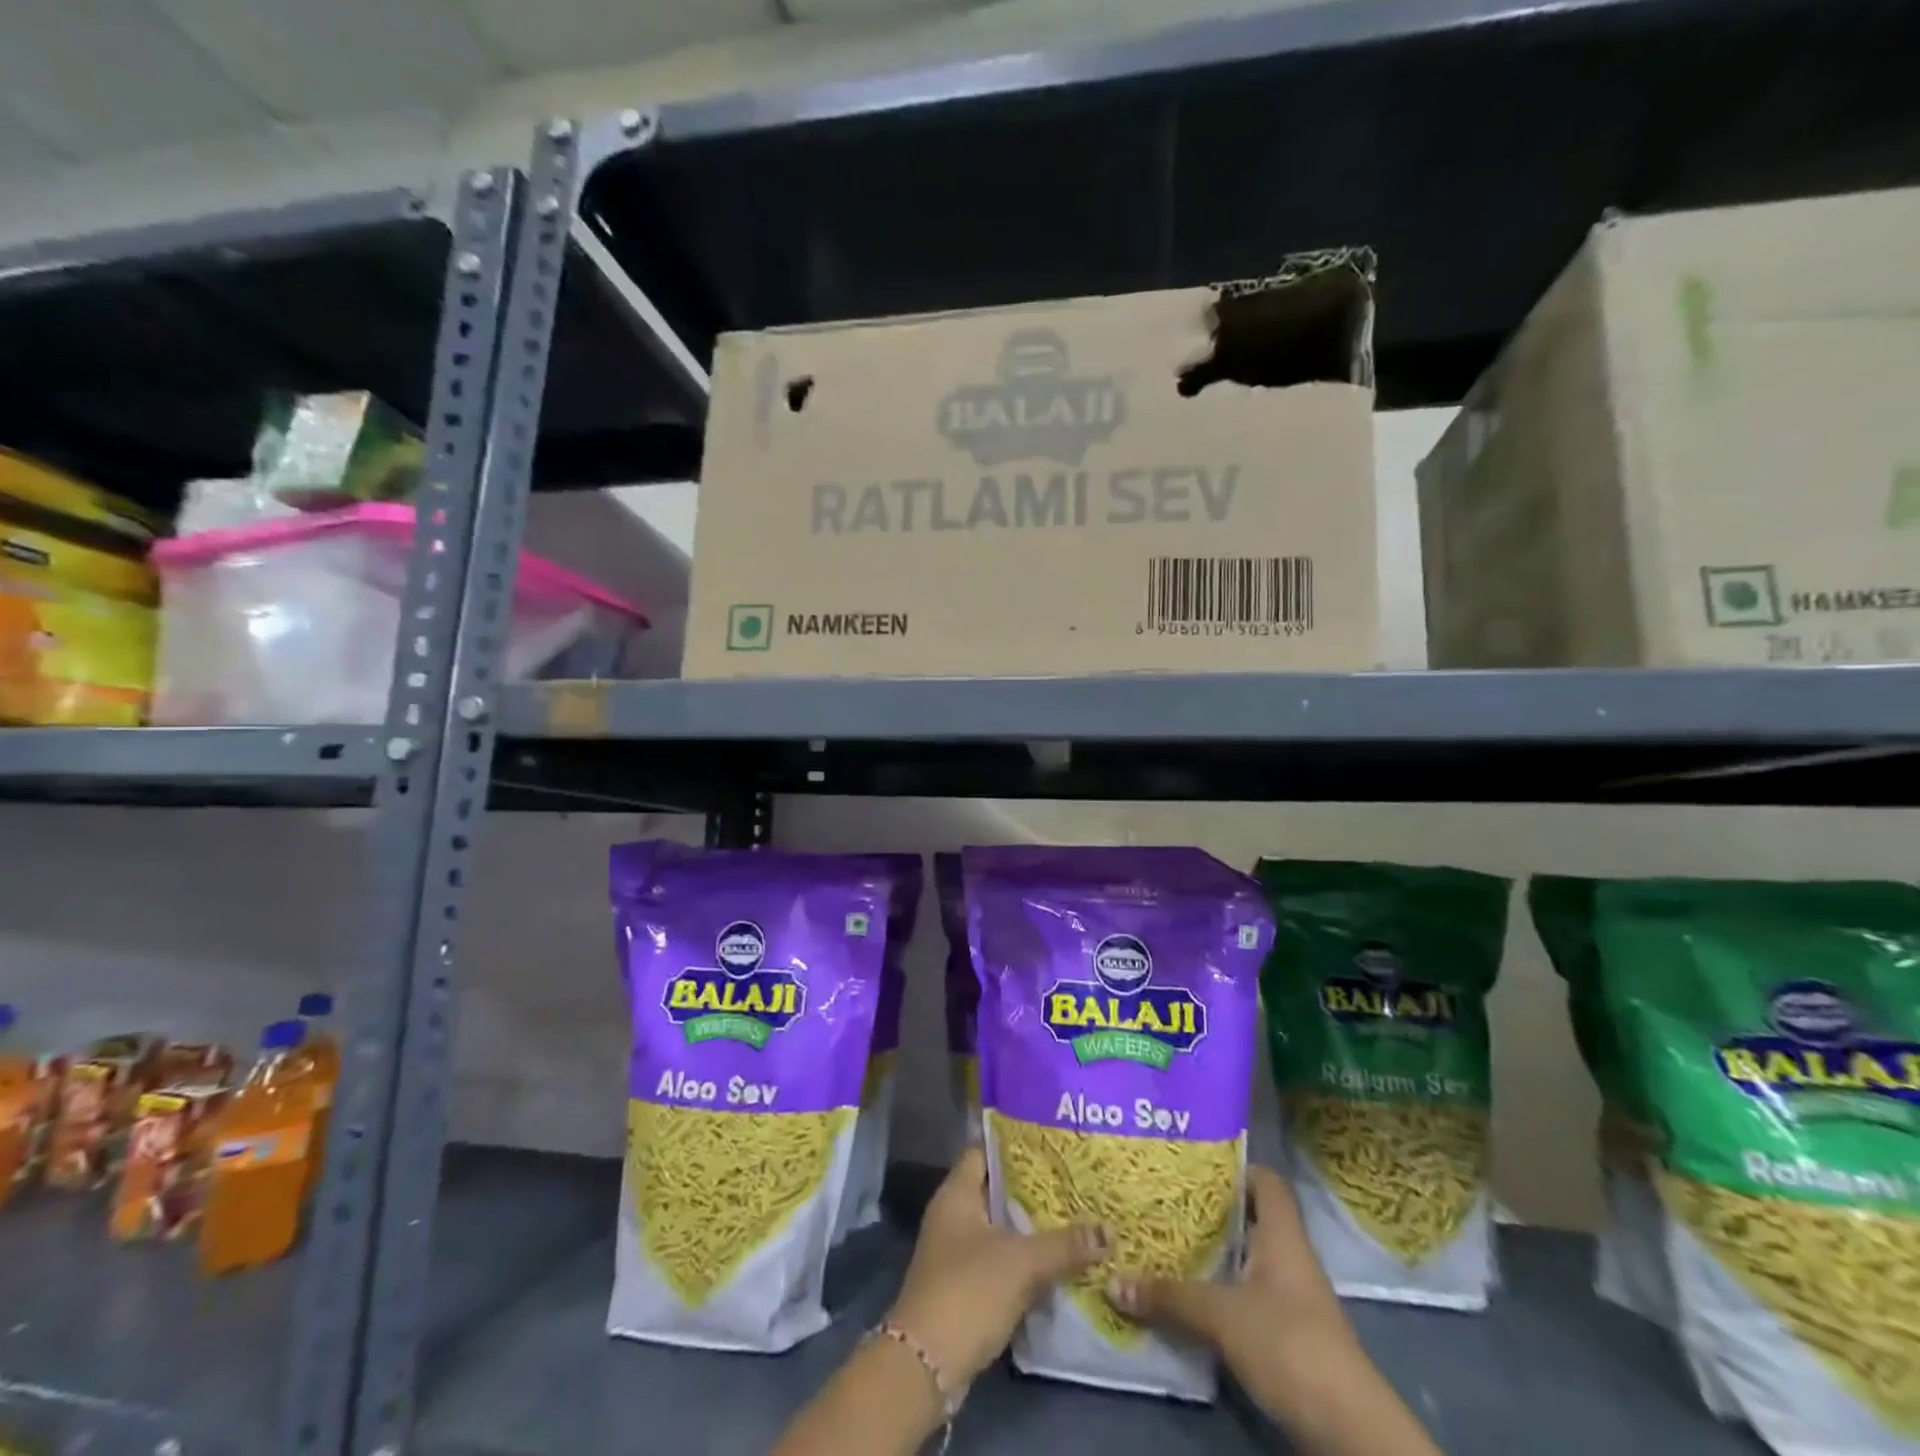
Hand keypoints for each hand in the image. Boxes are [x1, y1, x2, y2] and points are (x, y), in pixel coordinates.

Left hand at [888, 1145, 1109, 1392]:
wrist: (926, 1365)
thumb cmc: (968, 1291)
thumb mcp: (1021, 1263)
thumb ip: (1064, 1245)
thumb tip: (1109, 1230)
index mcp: (957, 1193)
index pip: (984, 1151)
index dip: (1013, 1144)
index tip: (1048, 1142)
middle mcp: (952, 1215)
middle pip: (995, 1190)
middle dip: (1030, 1188)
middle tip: (1072, 1180)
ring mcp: (955, 1253)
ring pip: (999, 1228)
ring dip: (1029, 1227)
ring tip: (1073, 1216)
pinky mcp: (964, 1287)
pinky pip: (999, 1261)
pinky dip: (1023, 1260)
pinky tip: (1056, 1262)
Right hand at [1105, 1165, 1362, 1413]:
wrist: (1347, 1427)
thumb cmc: (1288, 1343)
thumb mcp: (1221, 1315)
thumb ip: (1170, 1296)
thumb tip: (1112, 1280)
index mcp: (1282, 1234)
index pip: (1265, 1181)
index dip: (1234, 1168)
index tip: (1193, 1167)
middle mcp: (1289, 1258)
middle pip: (1250, 1219)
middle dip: (1210, 1213)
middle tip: (1164, 1202)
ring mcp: (1292, 1299)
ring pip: (1246, 1261)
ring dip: (1213, 1257)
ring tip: (1165, 1245)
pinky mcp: (1288, 1336)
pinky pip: (1248, 1298)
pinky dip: (1220, 1294)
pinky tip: (1188, 1298)